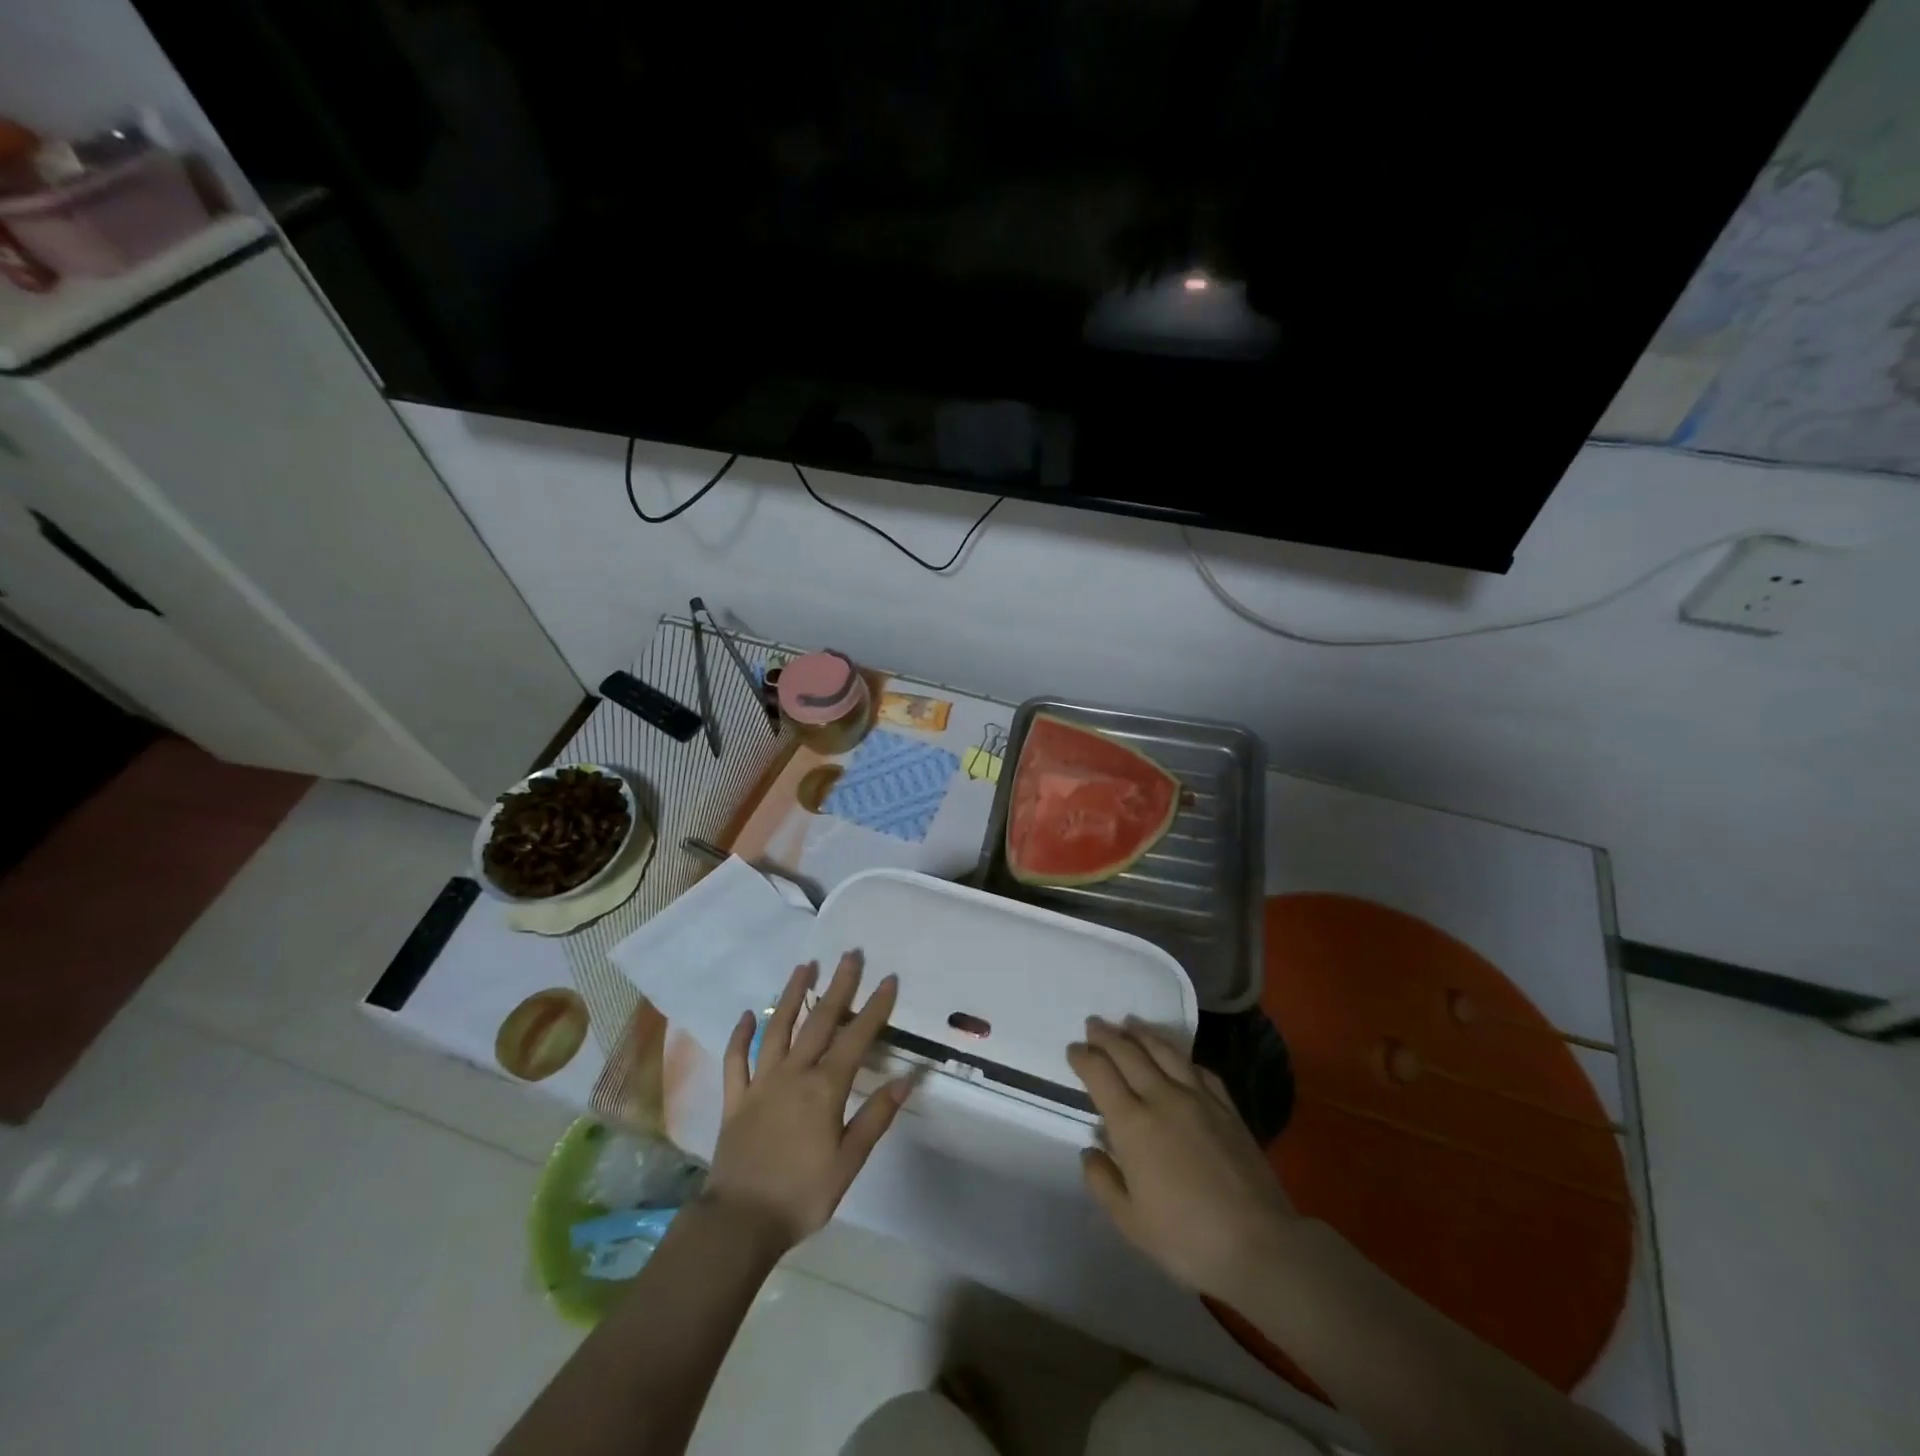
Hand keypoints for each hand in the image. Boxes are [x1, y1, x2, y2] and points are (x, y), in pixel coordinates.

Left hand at [702, 950, 909, 1253]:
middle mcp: (793, 1074)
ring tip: (804, 966)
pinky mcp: (735, 1099)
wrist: (739, 1223)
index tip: (888, 979)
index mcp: (824, 1088)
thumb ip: (876, 1117)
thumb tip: (906, 1078)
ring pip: (777, 1028)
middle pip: (819, 1021)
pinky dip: (740, 1036)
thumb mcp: (849, 1162)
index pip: (856, 1038)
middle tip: (850, 954)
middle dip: (838, 986)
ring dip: (791, 995)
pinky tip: (747, 1015)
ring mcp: (760, 1083)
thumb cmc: (802, 1194)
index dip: (875, 1008)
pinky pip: (736, 1061)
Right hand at [1068, 1017, 1296, 1298]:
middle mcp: (1162, 1098)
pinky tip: (1177, 1057)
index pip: (1100, 1074)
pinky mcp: (1227, 1108)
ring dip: (1142, 1033)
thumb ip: (1103, 1181)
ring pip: (1164, 1052)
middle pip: (1129, 1053)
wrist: (1260, 1246)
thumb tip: (1092, 1148)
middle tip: (1093, 1024)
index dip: (1083, 1058)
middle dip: (1106, 1035)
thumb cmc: (1186, 1238)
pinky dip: (1181, 1057)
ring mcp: (1198, 1098)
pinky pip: (1199, 1070)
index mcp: (1132, 1124)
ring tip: (1129, 1022)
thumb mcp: (1130, 1222)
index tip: (1073, 1049)